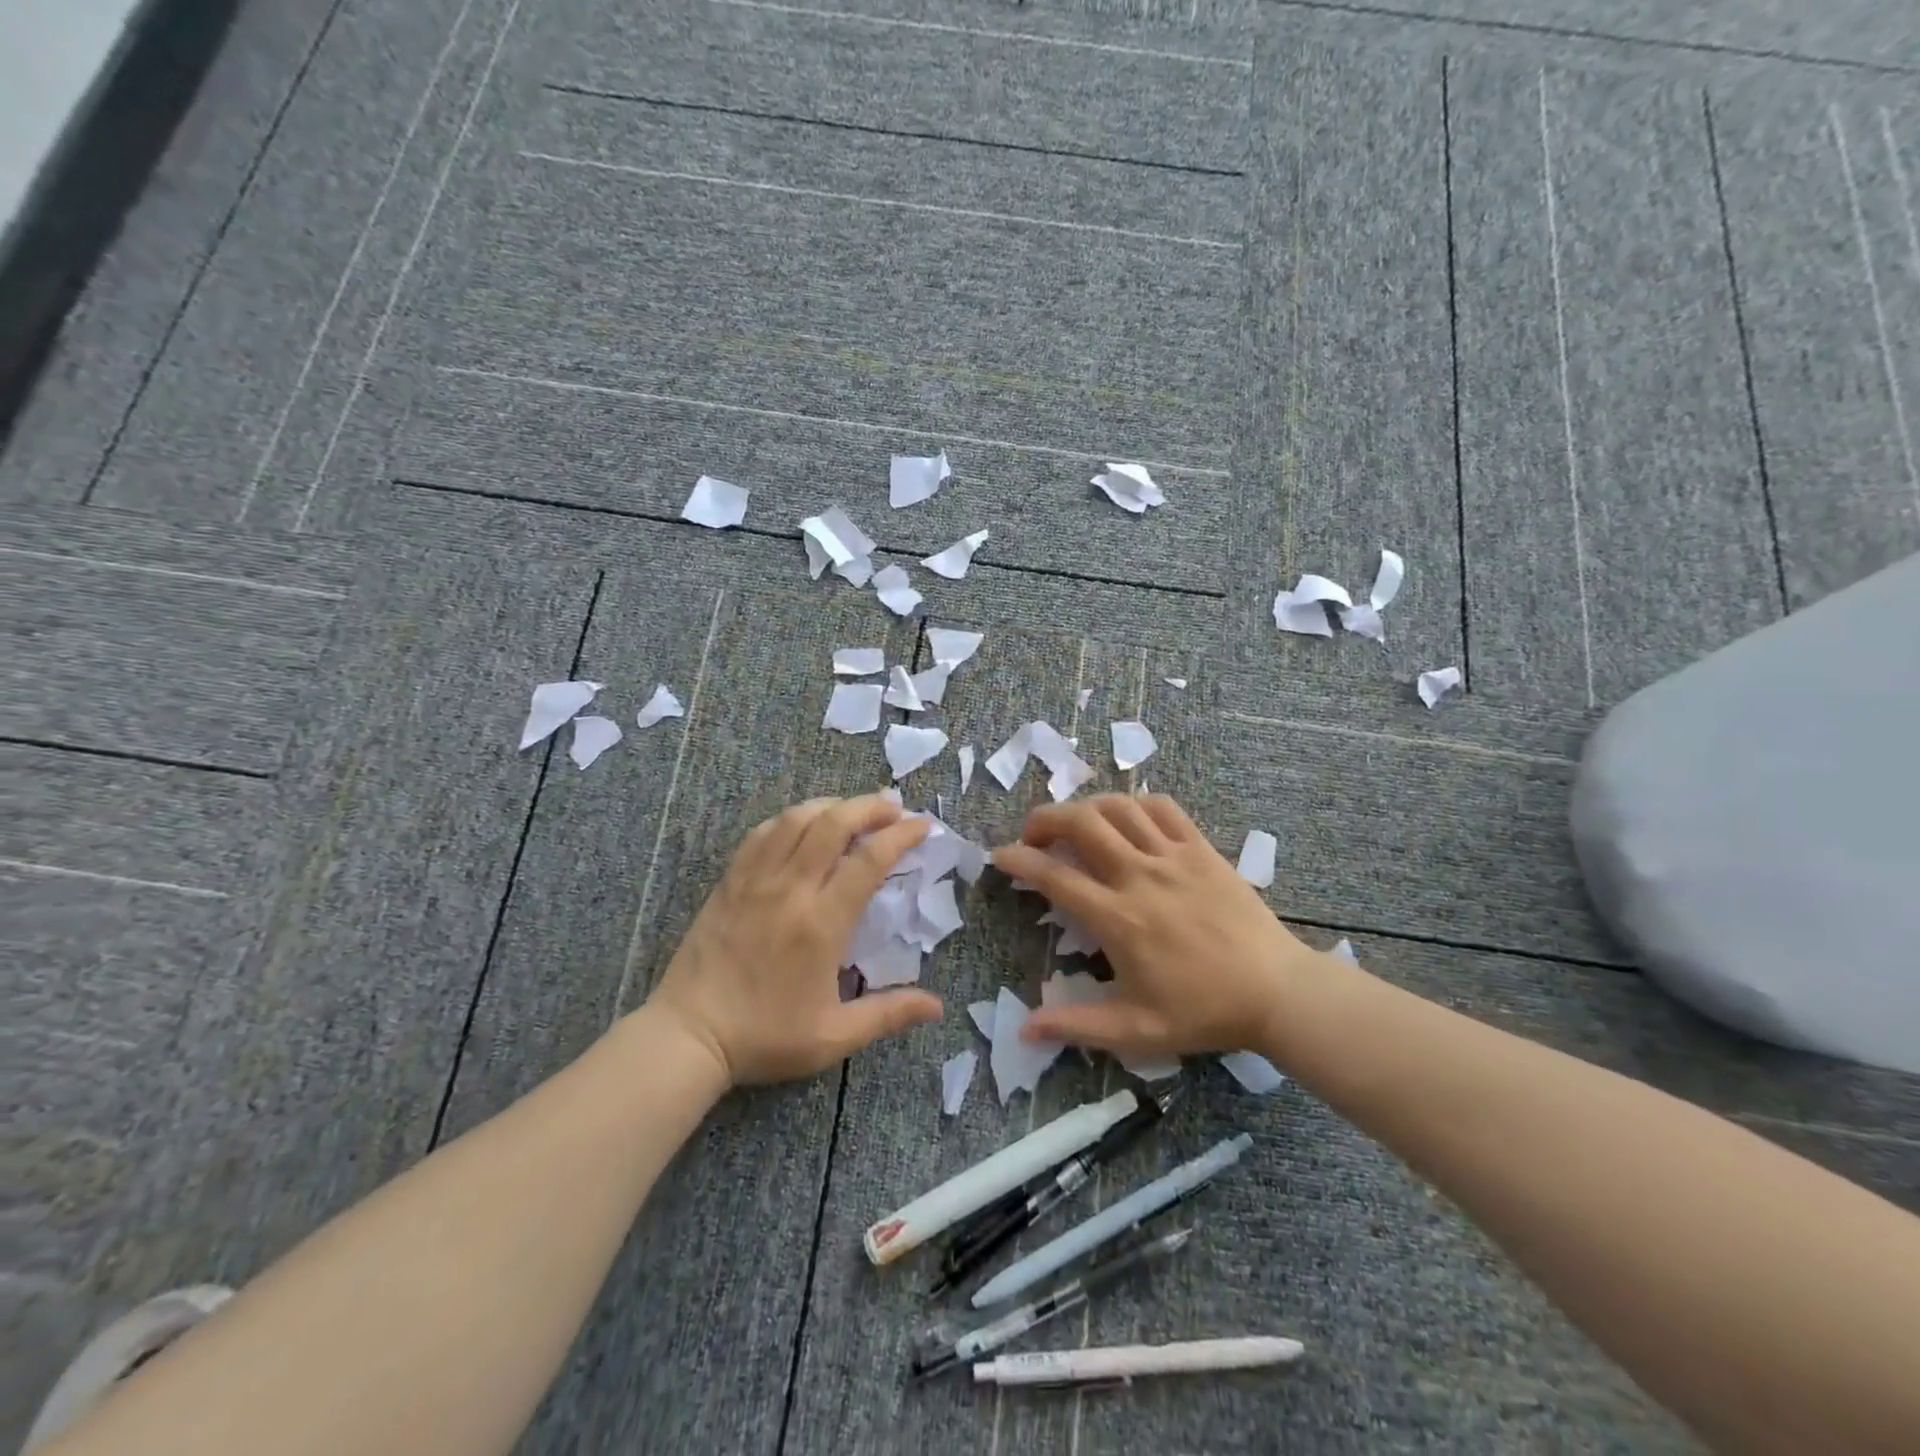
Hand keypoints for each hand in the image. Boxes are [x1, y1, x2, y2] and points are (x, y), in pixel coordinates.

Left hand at [647, 794, 942, 1084]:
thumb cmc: (765, 1037)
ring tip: (853, 810)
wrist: (689, 1036)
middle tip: (893, 807)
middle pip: (833, 823)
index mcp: (821, 924)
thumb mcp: (834, 1037)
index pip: (869, 861)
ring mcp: (755, 880)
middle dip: (869, 806)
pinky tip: (803, 824)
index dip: (900, 835)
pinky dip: (790, 819)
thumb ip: (889, 1015)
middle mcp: (790, 889)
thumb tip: (938, 1007)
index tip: (922, 825)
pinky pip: (762, 833)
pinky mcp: (729, 881)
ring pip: (796, 819)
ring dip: (831, 805)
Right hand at [993, 795, 1338, 1062]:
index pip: (1055, 876)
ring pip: (1118, 807)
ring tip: (1075, 824)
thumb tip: (1023, 1028)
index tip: (1000, 855)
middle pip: (1081, 823)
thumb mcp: (1136, 1030)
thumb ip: (1076, 1025)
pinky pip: (1163, 808)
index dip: (1019, 860)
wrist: (1277, 992)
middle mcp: (1140, 876)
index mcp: (1118, 919)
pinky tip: (1127, 819)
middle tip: (1033, 835)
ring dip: (1086, 808)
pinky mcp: (1202, 849)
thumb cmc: (1204, 1012)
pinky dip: (1136, 804)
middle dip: (1045, 818)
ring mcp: (1173, 857)